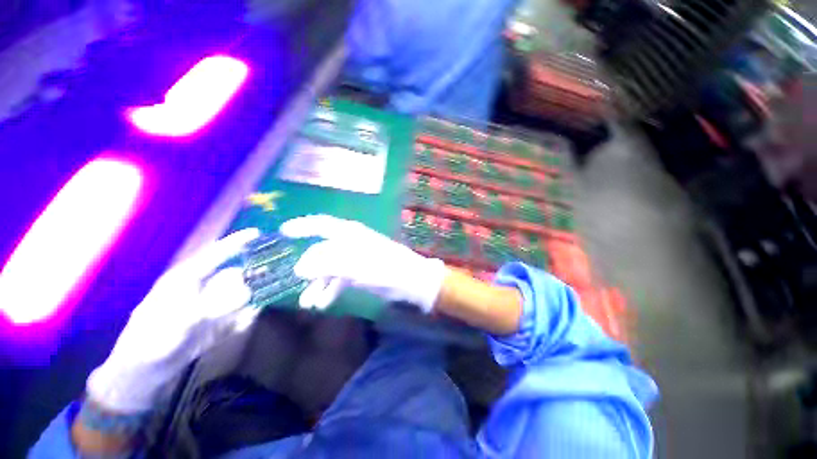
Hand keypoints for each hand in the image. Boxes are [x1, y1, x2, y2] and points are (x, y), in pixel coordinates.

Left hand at [87, 229, 259, 412]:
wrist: (142, 374)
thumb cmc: (150, 343)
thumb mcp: (178, 324)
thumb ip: (213, 306)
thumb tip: (247, 291)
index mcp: (185, 280)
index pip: (214, 255)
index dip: (235, 243)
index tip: (258, 232)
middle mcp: (201, 289)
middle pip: (233, 273)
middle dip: (255, 270)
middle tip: (279, 268)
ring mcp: (209, 306)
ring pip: (238, 292)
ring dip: (255, 291)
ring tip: (275, 288)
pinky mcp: (215, 322)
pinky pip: (238, 313)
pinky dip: (248, 313)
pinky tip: (256, 314)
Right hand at [280, 215, 446, 312]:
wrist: (410, 281)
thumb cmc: (385, 268)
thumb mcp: (355, 265)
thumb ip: (326, 264)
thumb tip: (298, 267)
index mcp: (350, 234)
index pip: (322, 224)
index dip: (303, 226)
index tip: (283, 232)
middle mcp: (350, 243)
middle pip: (322, 251)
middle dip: (308, 266)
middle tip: (295, 281)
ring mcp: (355, 258)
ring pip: (329, 268)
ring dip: (317, 284)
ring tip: (308, 303)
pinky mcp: (359, 272)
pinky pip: (338, 279)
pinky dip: (329, 289)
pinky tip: (323, 303)